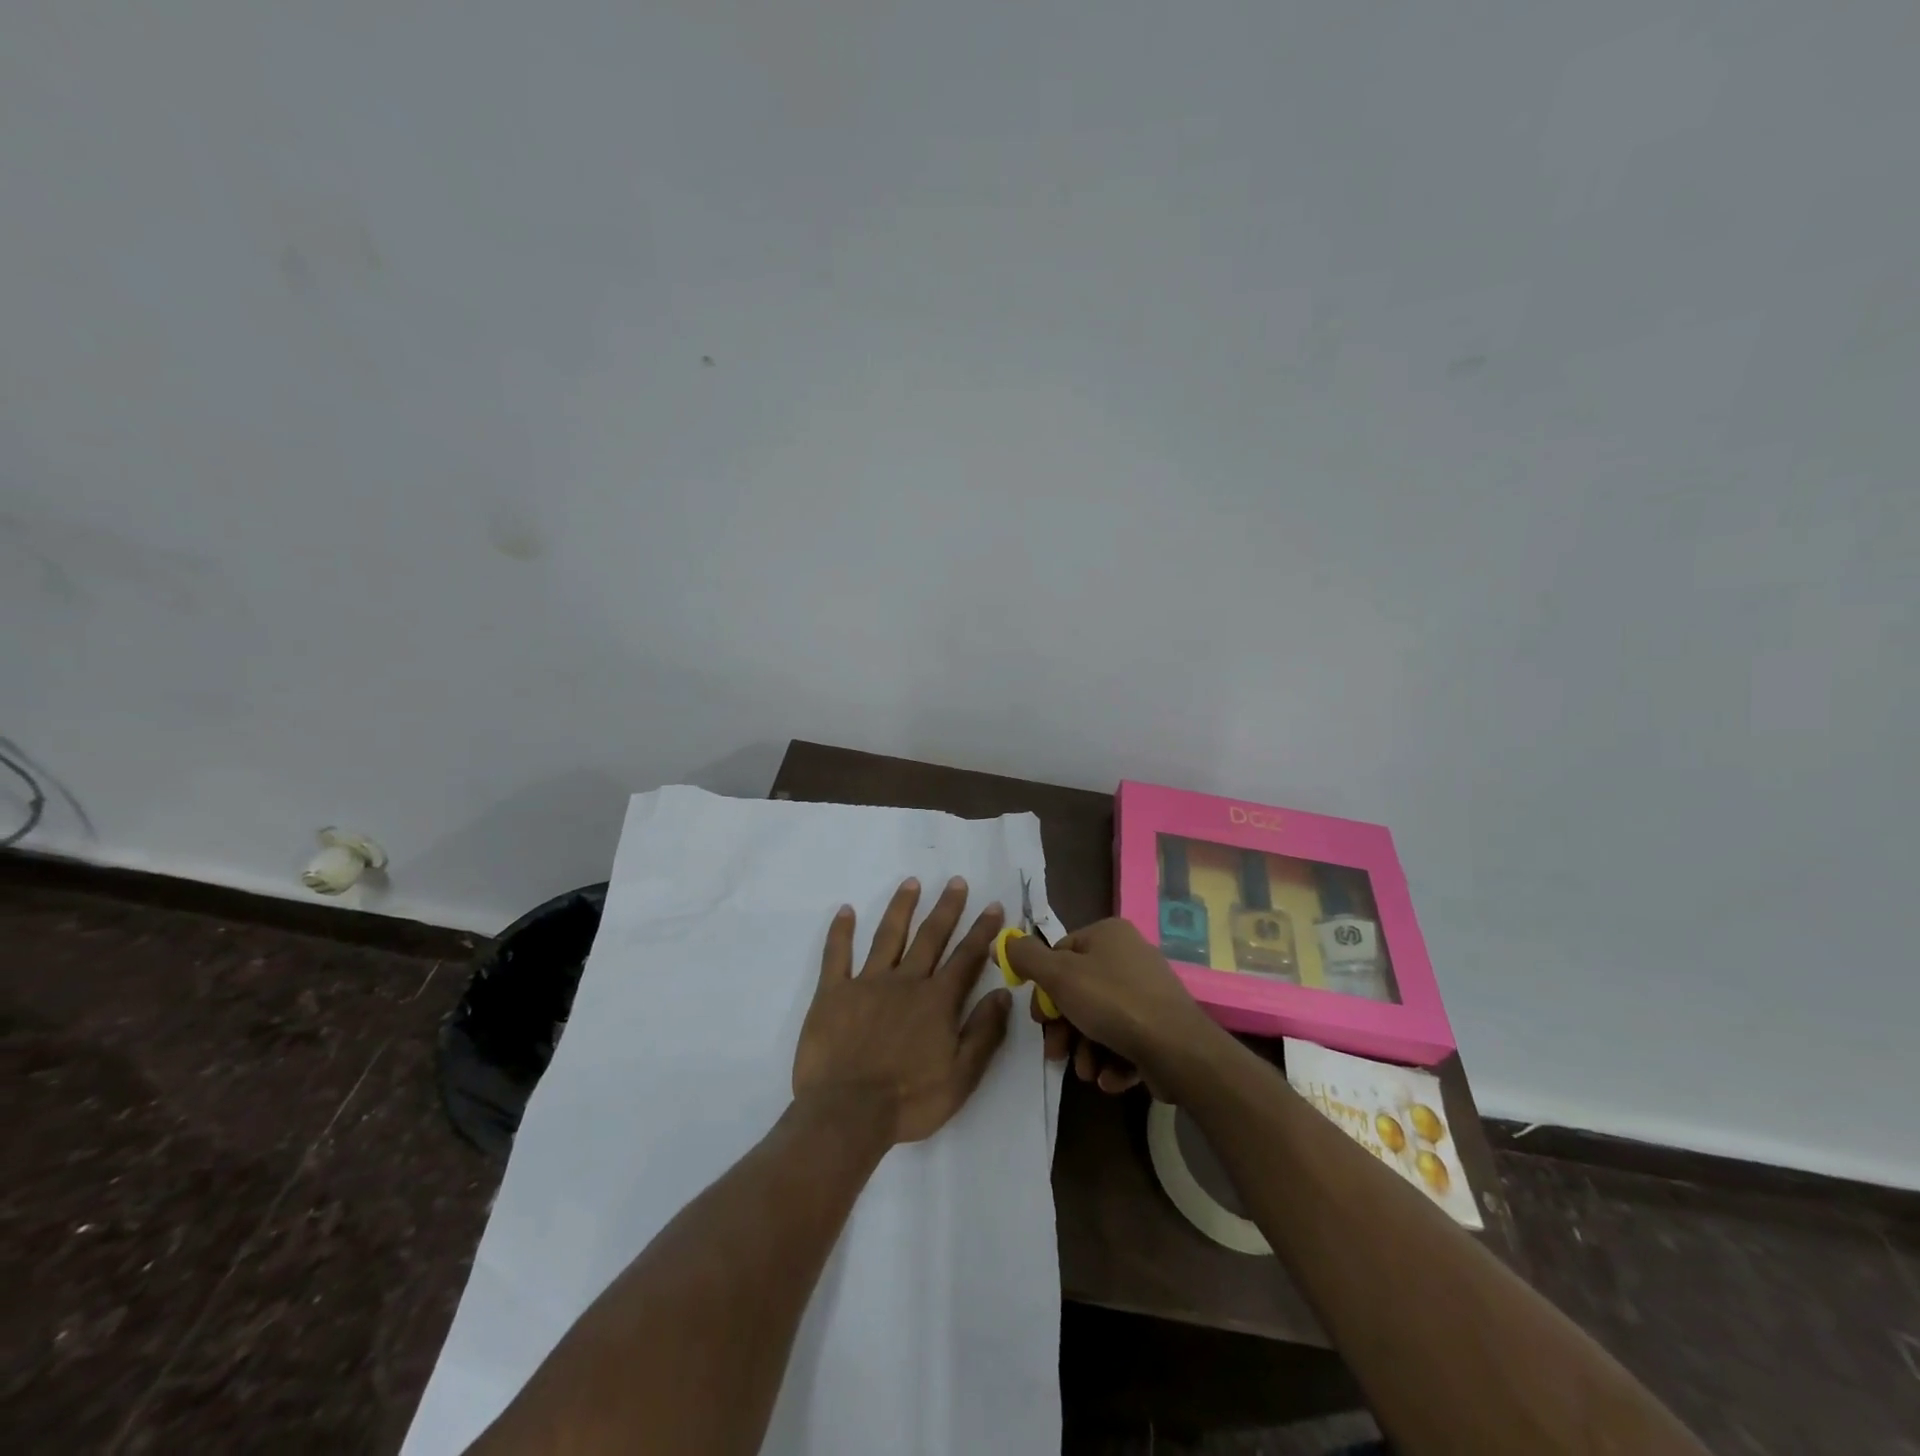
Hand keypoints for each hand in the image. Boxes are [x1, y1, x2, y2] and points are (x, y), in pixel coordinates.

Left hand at [793, 877, 1010, 1144]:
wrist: (847, 1113)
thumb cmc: (909, 1101)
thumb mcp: (961, 1076)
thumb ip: (984, 1032)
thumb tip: (1003, 993)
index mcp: (937, 1001)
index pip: (967, 957)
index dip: (983, 931)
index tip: (993, 905)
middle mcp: (905, 981)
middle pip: (930, 936)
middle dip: (946, 908)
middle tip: (956, 881)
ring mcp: (867, 982)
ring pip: (888, 936)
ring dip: (901, 907)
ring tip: (911, 882)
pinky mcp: (833, 993)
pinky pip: (837, 955)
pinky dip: (841, 932)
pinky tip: (845, 910)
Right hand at [1004, 918, 1222, 1099]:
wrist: (1179, 1050)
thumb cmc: (1113, 1004)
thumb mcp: (1059, 976)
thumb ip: (1026, 958)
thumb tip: (1002, 941)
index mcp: (1108, 934)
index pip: (1061, 954)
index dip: (1045, 988)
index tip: (1040, 1019)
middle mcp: (1130, 955)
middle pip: (1079, 990)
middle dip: (1064, 1028)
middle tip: (1056, 1052)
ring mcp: (1149, 991)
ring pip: (1100, 1019)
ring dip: (1085, 1049)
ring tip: (1086, 1072)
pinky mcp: (1161, 1025)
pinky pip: (1126, 1037)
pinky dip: (1112, 1058)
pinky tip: (1110, 1077)